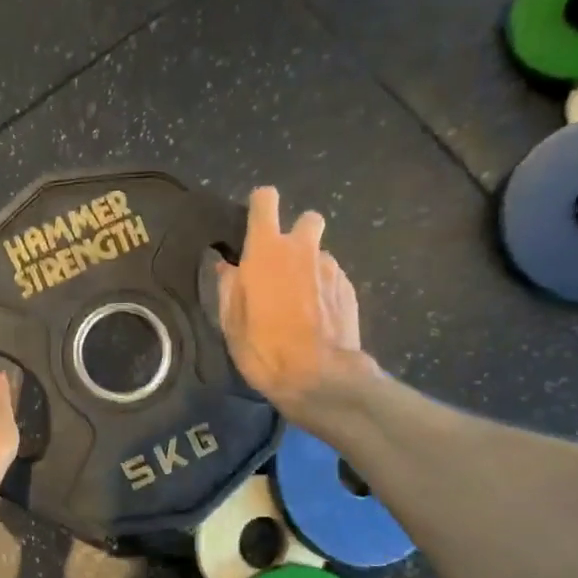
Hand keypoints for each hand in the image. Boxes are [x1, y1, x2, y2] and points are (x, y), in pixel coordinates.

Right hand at [217, 186, 369, 415]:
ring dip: (310, 268)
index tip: (254, 224)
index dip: (259, 206)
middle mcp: (302, 249)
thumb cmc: (264, 349)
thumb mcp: (231, 323)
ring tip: (300, 303)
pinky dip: (324, 290)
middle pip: (307, 219)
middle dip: (296, 235)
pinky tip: (316, 318)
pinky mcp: (350, 288)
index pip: (265, 200)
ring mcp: (331, 268)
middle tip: (283, 267)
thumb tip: (227, 267)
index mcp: (266, 251)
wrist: (319, 377)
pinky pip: (333, 278)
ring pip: (320, 253)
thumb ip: (228, 287)